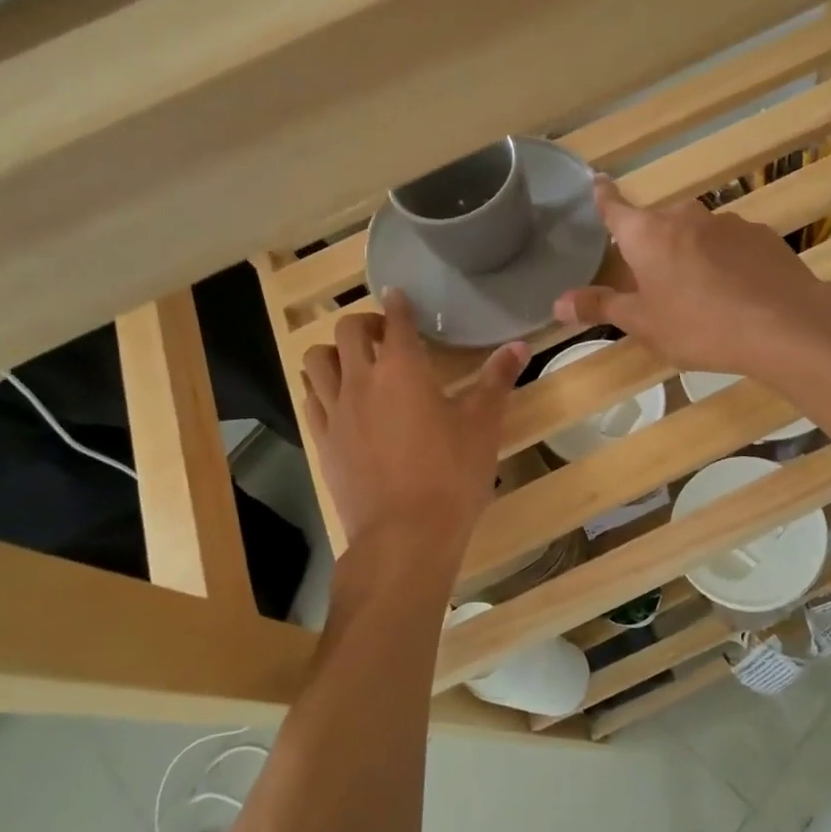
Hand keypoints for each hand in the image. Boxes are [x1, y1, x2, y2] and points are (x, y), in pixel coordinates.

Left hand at [302, 290, 527, 558]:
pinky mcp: (323, 442)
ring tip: (356, 363)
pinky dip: (321, 388)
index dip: (398, 303)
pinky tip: (339, 400)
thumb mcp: (482, 426)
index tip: (399, 296)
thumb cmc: (451, 475)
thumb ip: (497, 380)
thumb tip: (519, 346)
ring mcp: (335, 411)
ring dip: (335, 351)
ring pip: (318, 360)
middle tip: (386, 336)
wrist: (404, 535)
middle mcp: (362, 380)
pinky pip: (311, 399)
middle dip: (365, 322)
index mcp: (403, 369)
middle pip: (347, 330)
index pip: (396, 320)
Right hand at [554, 176, 830, 377]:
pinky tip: (735, 291)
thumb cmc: (700, 325)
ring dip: (689, 252)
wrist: (785, 324)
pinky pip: (729, 244)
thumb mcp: (644, 323)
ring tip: (698, 292)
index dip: (603, 196)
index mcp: (647, 234)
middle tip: (651, 278)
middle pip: (657, 224)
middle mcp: (684, 217)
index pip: (615, 207)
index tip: (596, 180)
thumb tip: (557, 302)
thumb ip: (601, 307)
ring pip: (695, 233)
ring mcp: (727, 222)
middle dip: (650, 244)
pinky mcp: (761, 235)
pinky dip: (723, 260)